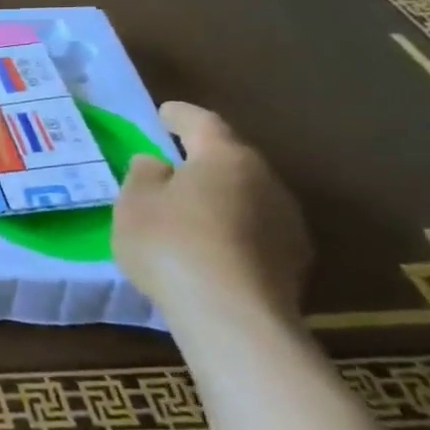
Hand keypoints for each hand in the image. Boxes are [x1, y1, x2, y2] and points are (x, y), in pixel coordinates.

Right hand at [113, 101, 310, 333]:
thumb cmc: (172, 243)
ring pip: (247, 195)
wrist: (233, 316)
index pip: (202, 122)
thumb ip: (144, 175)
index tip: (164, 113)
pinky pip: (255, 229)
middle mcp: (266, 180)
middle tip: (173, 163)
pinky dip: (232, 228)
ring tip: (190, 208)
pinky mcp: (294, 261)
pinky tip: (211, 244)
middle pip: (231, 159)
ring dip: (220, 196)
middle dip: (203, 158)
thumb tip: (158, 163)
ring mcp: (288, 223)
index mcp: (226, 157)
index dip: (180, 116)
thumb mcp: (135, 202)